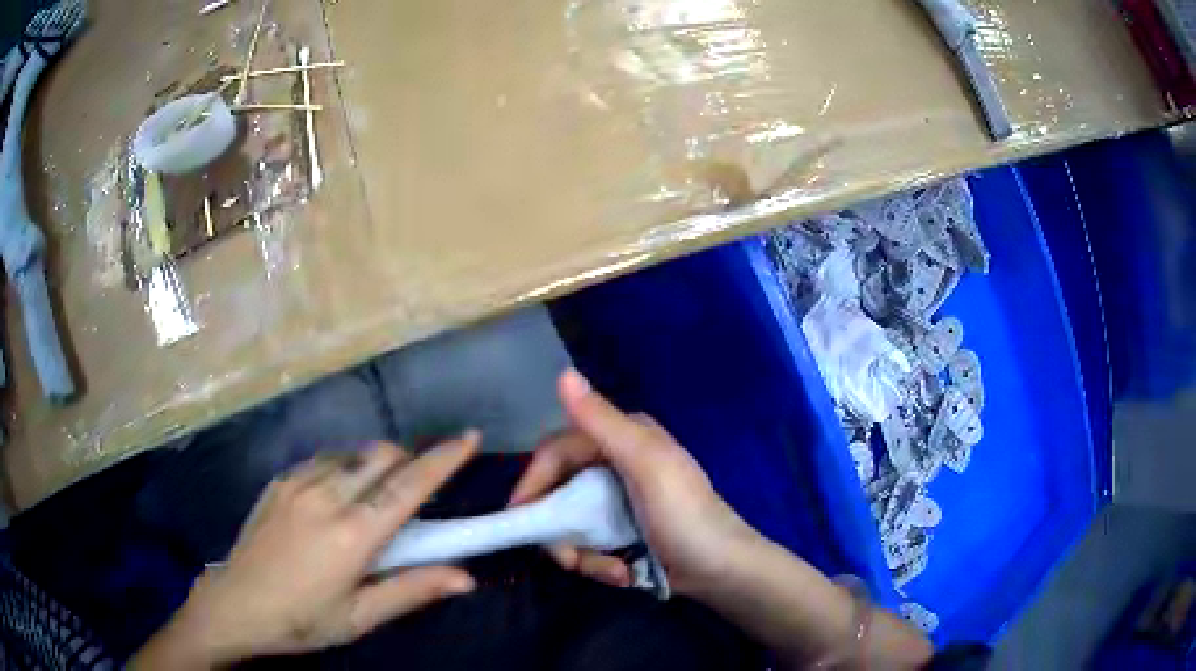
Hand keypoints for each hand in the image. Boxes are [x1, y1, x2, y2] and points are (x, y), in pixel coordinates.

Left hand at [133, 436, 479, 667]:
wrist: (236, 605)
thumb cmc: (302, 620)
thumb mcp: (360, 617)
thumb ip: (412, 590)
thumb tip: (466, 576)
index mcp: (352, 534)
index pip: (408, 486)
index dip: (443, 460)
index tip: (469, 439)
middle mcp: (327, 496)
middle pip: (381, 456)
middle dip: (408, 461)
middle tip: (416, 490)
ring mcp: (298, 483)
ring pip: (353, 455)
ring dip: (375, 466)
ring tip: (374, 499)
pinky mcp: (279, 481)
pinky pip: (324, 461)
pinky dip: (345, 469)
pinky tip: (336, 498)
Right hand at [509, 369, 761, 595]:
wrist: (723, 570)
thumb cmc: (685, 515)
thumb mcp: (645, 465)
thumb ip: (602, 422)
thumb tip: (563, 373)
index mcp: (621, 439)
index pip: (557, 452)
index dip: (534, 482)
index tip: (519, 516)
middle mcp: (616, 464)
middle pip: (559, 492)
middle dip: (561, 530)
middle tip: (569, 560)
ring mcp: (618, 502)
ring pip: (570, 523)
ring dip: (583, 553)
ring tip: (613, 571)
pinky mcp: (622, 532)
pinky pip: (589, 543)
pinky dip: (599, 563)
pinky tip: (623, 573)